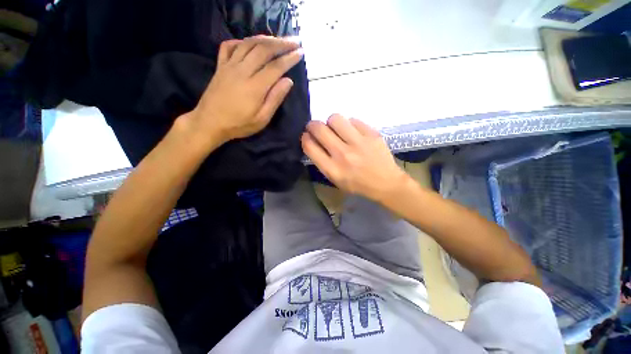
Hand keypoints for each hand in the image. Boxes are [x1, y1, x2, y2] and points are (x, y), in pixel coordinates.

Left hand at [185, 36, 302, 147]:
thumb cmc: (239, 124)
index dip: (289, 58)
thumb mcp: (261, 119)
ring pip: (248, 44)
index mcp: (255, 86)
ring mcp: (229, 66)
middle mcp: (242, 70)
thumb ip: (275, 99)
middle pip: (263, 49)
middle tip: (294, 41)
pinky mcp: (220, 66)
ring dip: (265, 39)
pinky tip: (249, 43)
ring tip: (278, 39)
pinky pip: (229, 46)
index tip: (301, 53)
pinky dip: (241, 41)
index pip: (275, 66)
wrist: (209, 123)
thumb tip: (288, 81)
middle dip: (281, 43)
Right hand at [302, 114, 408, 202]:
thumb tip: (314, 142)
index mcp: (332, 169)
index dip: (305, 138)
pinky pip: (353, 120)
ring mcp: (358, 142)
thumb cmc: (358, 184)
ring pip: (335, 119)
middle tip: (316, 128)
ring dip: (331, 122)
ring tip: (335, 128)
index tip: (307, 136)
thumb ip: (322, 162)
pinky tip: (352, 132)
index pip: (309, 146)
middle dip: (312, 125)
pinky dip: (349, 124)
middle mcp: (342, 154)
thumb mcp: (335, 180)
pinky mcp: (371, 134)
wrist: (385, 183)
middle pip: (319, 129)